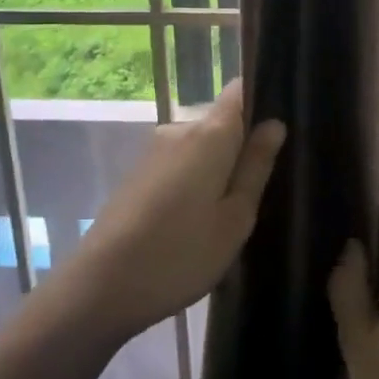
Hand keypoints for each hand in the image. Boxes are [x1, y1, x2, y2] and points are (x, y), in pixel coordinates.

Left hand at [66, 80, 285, 341]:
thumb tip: (274, 124)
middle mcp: (179, 131)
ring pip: (201, 148)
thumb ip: (256, 166)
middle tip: (260, 191)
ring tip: (229, 214)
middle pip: (221, 122)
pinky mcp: (138, 174)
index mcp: (209, 135)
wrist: (100, 287)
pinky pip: (180, 164)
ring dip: (217, 169)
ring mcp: (154, 152)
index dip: (261, 97)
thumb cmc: (180, 254)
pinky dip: (195, 182)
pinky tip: (196, 221)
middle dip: (242, 147)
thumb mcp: (235, 218)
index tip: (279, 126)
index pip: (239, 90)